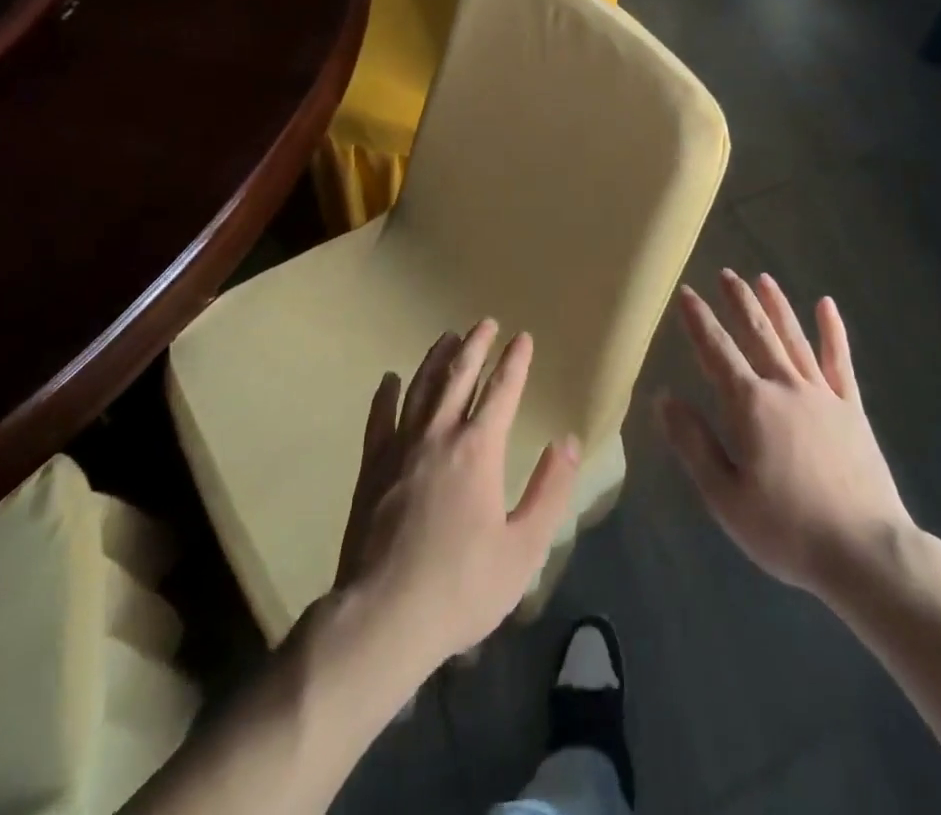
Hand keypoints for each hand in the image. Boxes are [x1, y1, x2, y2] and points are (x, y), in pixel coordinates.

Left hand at [334, 319, 580, 675]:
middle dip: (476, 346)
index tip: (522, 337)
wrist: (383, 617)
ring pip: (421, 388)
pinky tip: (389, 380)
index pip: (502, 391)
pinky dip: (386, 395)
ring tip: (447, 337)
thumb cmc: (462, 586)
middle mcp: (439, 435)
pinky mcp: (372, 467)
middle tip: (485, 322)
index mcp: (478, 450)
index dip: (514, 361)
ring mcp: (401, 448)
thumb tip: (567, 441)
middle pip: (460, 376)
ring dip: (437, 359)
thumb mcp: (523, 548)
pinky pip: (379, 418)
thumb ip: (549, 491)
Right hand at [657, 270, 910, 605]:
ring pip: (793, 338)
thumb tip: (664, 397)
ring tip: (763, 278)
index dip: (698, 320)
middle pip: (757, 333)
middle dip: (738, 301)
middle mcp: (784, 387)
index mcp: (749, 405)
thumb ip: (693, 442)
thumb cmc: (787, 530)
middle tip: (725, 273)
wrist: (866, 552)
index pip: (716, 351)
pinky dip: (832, 331)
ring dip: (776, 306)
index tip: (685, 293)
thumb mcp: (724, 496)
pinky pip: (839, 361)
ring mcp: (822, 394)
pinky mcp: (851, 409)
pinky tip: (826, 305)